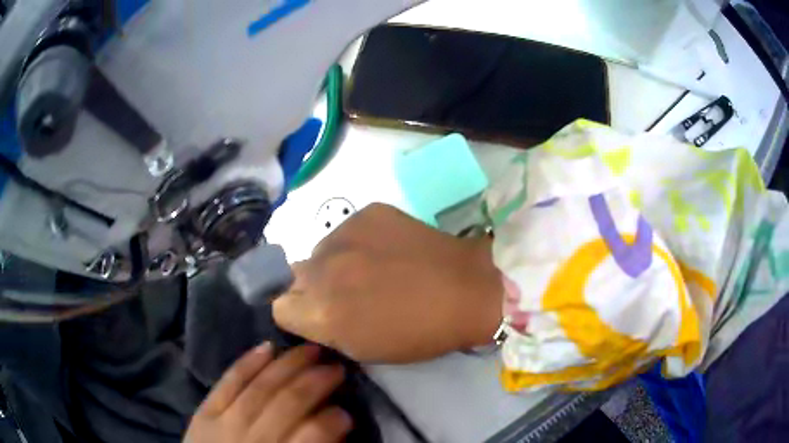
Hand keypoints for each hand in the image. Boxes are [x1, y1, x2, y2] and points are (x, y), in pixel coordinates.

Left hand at [185, 344, 351, 442]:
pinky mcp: (205, 411)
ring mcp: (224, 422)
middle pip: (287, 403)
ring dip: (289, 365)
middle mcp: (253, 439)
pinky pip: (228, 382)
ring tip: (311, 349)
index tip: (347, 412)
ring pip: (260, 387)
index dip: (333, 420)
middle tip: (337, 366)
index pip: (312, 435)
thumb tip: (335, 427)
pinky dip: (248, 364)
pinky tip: (267, 347)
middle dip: (316, 382)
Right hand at [273, 203, 502, 362]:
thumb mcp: (363, 348)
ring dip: (334, 262)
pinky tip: (387, 250)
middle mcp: (323, 268)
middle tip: (345, 292)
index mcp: (322, 311)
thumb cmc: (420, 332)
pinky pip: (347, 230)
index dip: (296, 313)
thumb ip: (325, 328)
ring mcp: (345, 233)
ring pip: (319, 250)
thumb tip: (308, 310)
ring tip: (370, 269)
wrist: (466, 289)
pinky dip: (358, 242)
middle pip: (294, 275)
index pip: (278, 306)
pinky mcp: (367, 212)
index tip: (315, 315)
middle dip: (312, 287)